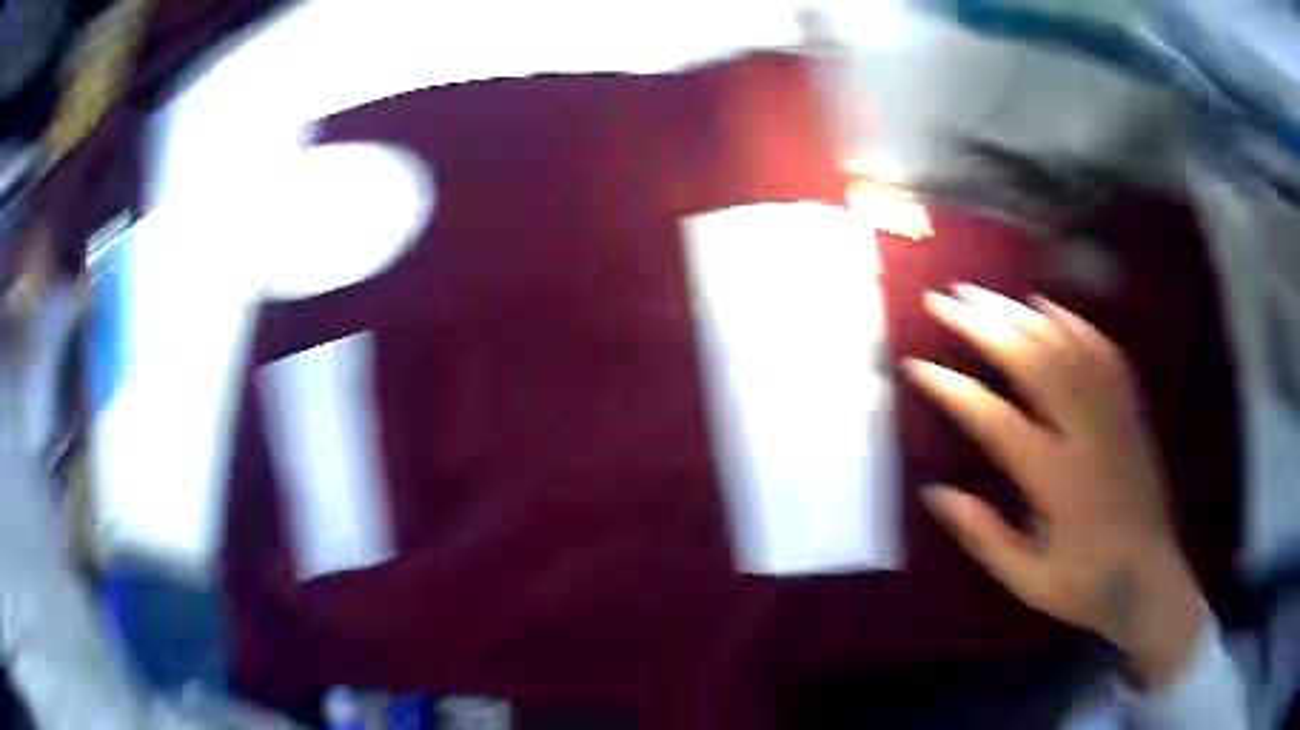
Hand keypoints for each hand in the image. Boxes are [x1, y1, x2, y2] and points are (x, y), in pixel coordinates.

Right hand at [905, 284, 1203, 688]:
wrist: (1152, 579)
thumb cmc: (1087, 586)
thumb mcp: (1029, 581)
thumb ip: (985, 538)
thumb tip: (937, 493)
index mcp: (1056, 480)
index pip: (996, 420)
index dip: (954, 390)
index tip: (918, 365)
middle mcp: (1086, 435)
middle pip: (1032, 362)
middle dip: (984, 326)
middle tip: (946, 302)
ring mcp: (1113, 416)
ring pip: (1066, 347)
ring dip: (1022, 314)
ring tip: (986, 296)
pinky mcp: (1131, 412)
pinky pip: (1104, 354)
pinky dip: (1075, 324)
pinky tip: (1051, 308)